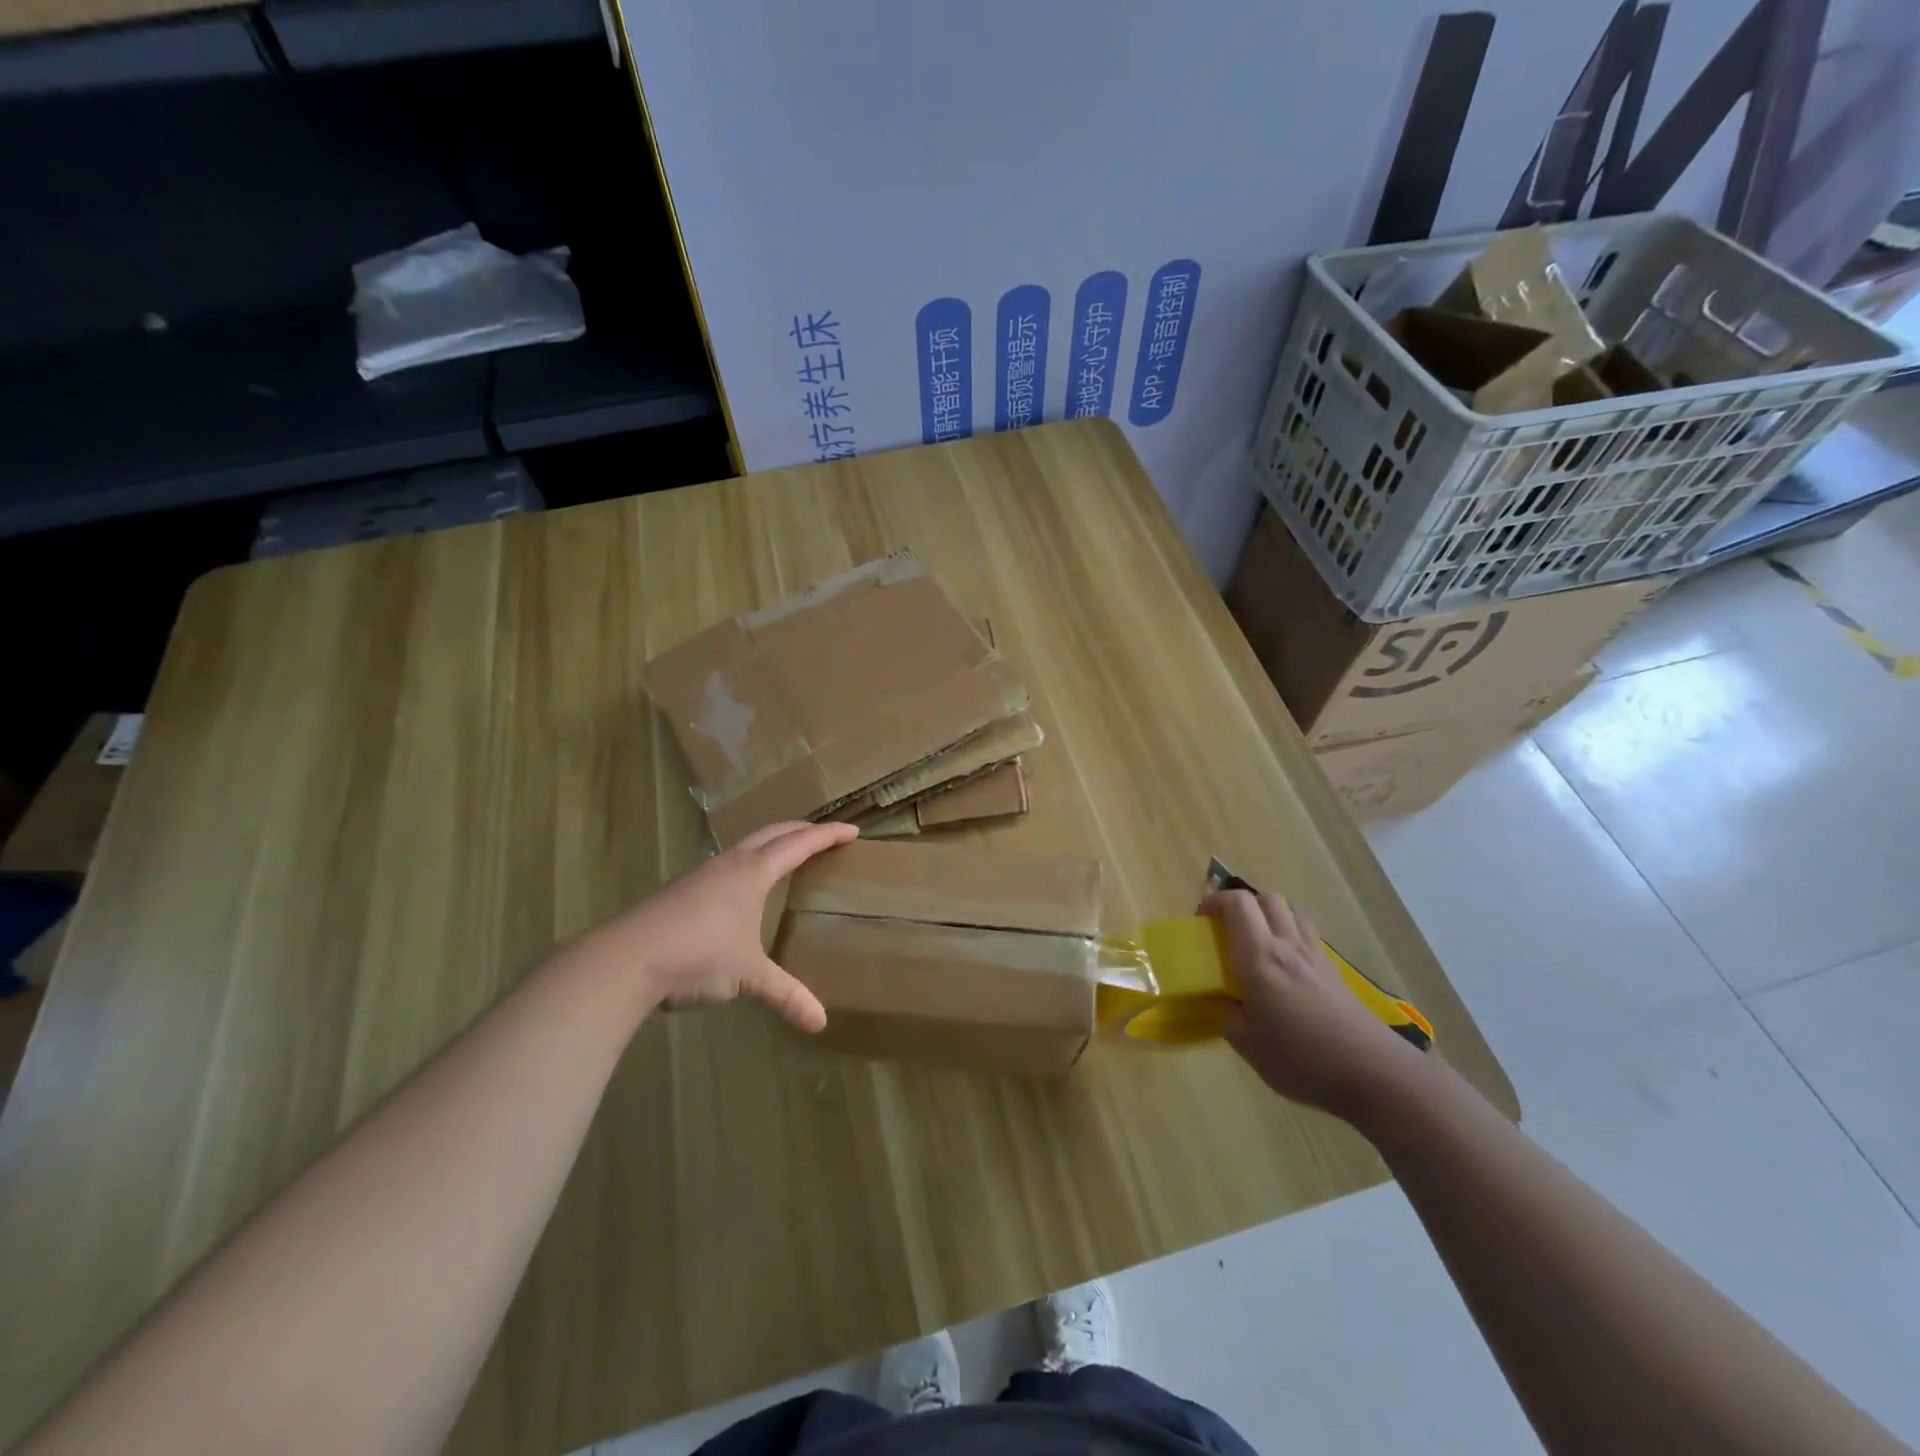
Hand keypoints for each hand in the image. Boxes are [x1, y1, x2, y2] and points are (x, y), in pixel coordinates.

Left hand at [579, 820, 859, 1031]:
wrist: (625, 960)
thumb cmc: (697, 956)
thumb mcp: (748, 976)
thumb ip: (785, 995)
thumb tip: (820, 1023)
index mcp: (753, 872)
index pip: (800, 844)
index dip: (828, 835)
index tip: (853, 830)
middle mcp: (730, 864)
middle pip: (773, 833)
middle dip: (801, 830)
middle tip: (825, 834)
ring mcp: (702, 874)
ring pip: (745, 845)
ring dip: (771, 843)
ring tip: (786, 855)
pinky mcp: (683, 890)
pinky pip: (727, 863)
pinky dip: (748, 861)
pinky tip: (742, 886)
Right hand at [1204, 890, 1423, 1121]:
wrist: (1374, 1073)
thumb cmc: (1302, 1058)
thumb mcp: (1249, 1047)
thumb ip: (1228, 1019)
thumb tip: (1223, 1005)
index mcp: (1260, 958)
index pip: (1237, 904)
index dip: (1215, 902)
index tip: (1201, 922)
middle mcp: (1287, 946)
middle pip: (1266, 899)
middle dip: (1242, 906)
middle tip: (1227, 931)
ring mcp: (1315, 957)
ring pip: (1291, 914)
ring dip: (1270, 918)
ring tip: (1258, 945)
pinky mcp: (1335, 973)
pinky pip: (1308, 936)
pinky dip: (1291, 938)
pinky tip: (1287, 970)